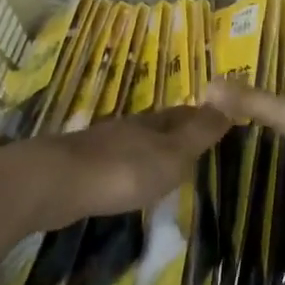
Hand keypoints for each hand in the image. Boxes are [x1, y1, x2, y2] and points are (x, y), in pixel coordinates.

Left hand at [4, 105, 232, 231]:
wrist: (57, 183)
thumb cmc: (124, 171)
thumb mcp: (172, 154)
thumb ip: (198, 133)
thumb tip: (227, 101)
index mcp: (153, 123)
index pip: (184, 114)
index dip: (202, 117)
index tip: (219, 121)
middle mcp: (128, 127)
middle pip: (158, 126)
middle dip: (177, 132)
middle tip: (195, 145)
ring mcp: (102, 145)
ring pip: (136, 143)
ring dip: (151, 150)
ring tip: (166, 165)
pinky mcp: (83, 167)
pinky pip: (116, 162)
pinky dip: (130, 167)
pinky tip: (130, 180)